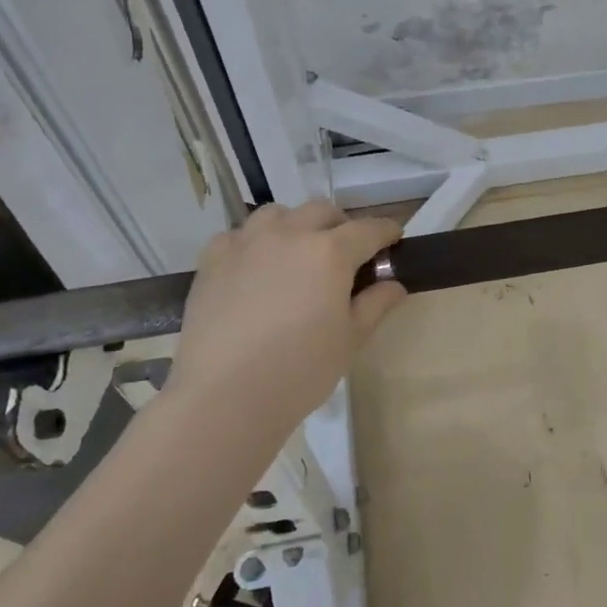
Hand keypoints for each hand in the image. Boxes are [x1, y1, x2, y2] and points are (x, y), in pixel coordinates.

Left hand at [164, 201, 405, 428]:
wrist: (223, 395)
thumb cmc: (300, 370)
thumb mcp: (351, 340)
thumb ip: (375, 304)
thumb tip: (394, 284)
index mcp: (330, 252)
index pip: (368, 229)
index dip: (386, 232)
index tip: (394, 239)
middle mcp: (289, 234)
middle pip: (322, 211)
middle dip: (341, 225)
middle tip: (346, 254)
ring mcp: (246, 243)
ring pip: (278, 214)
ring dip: (296, 225)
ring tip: (298, 254)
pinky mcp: (212, 259)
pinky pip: (239, 235)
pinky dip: (255, 242)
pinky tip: (255, 268)